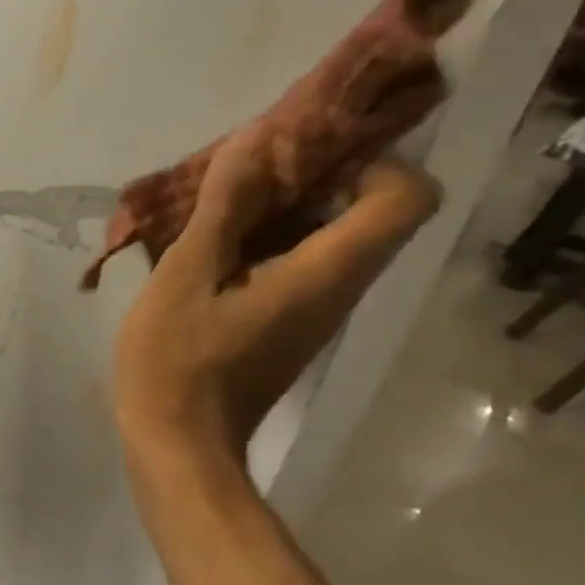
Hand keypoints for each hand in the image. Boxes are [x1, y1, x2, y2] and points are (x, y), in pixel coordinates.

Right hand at [114, 127, 438, 482]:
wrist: (177, 446)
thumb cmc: (177, 363)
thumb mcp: (185, 276)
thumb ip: (223, 208)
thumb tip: (257, 138)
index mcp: (326, 274)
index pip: (407, 196)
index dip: (370, 159)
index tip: (302, 152)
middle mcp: (339, 290)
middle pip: (366, 211)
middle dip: (314, 174)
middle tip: (245, 165)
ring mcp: (313, 312)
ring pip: (327, 237)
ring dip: (283, 206)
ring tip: (215, 199)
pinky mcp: (286, 326)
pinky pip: (296, 264)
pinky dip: (263, 240)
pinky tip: (206, 244)